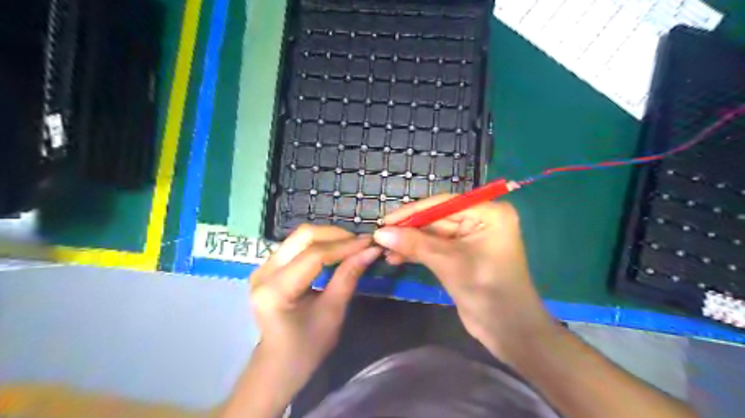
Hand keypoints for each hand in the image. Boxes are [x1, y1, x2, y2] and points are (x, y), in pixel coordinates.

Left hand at [250, 226, 380, 381]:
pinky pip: (297, 244)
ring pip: (300, 236)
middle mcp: (263, 272)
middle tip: (361, 242)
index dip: (344, 246)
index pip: (313, 255)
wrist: (280, 362)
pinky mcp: (268, 266)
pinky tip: (336, 250)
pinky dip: (320, 243)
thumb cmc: (307, 346)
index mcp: (275, 290)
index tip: (369, 243)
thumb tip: (371, 250)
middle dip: (336, 235)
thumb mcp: (333, 312)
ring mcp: (263, 266)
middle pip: (303, 236)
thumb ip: (349, 276)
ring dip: (329, 237)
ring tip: (352, 245)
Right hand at [372, 197, 551, 361]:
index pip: (444, 204)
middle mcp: (481, 220)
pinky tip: (396, 257)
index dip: (412, 211)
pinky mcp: (462, 255)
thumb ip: (414, 244)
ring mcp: (471, 238)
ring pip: (433, 234)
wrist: (509, 330)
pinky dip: (417, 252)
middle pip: (437, 218)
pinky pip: (436, 247)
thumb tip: (380, 233)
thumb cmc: (487, 290)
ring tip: (384, 250)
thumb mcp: (449, 262)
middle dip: (409, 229)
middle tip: (380, 236)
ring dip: (409, 242)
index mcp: (488, 213)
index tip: (385, 220)